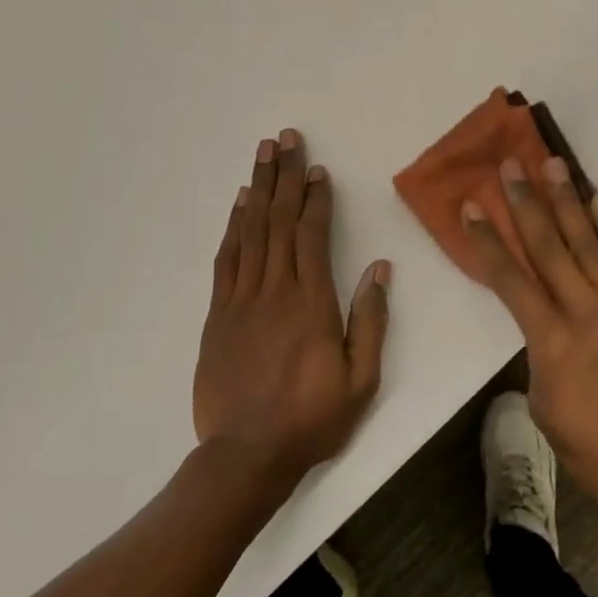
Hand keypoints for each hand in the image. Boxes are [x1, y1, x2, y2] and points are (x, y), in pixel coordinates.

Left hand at [194, 129, 389, 486]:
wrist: (245, 456)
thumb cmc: (312, 419)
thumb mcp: (361, 378)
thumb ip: (370, 320)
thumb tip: (380, 269)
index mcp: (312, 303)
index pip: (313, 235)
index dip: (316, 199)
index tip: (318, 169)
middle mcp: (275, 290)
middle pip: (279, 221)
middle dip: (285, 177)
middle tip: (286, 139)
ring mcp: (241, 300)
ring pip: (251, 232)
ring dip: (258, 189)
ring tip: (263, 155)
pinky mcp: (217, 315)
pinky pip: (226, 259)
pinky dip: (233, 227)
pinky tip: (239, 205)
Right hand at [462, 156, 597, 546]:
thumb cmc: (594, 451)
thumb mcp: (545, 406)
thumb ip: (540, 356)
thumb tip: (545, 329)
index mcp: (551, 340)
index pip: (510, 279)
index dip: (487, 241)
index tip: (472, 208)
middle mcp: (586, 312)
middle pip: (550, 247)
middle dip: (527, 203)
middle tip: (512, 165)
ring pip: (590, 243)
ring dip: (570, 201)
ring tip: (555, 165)